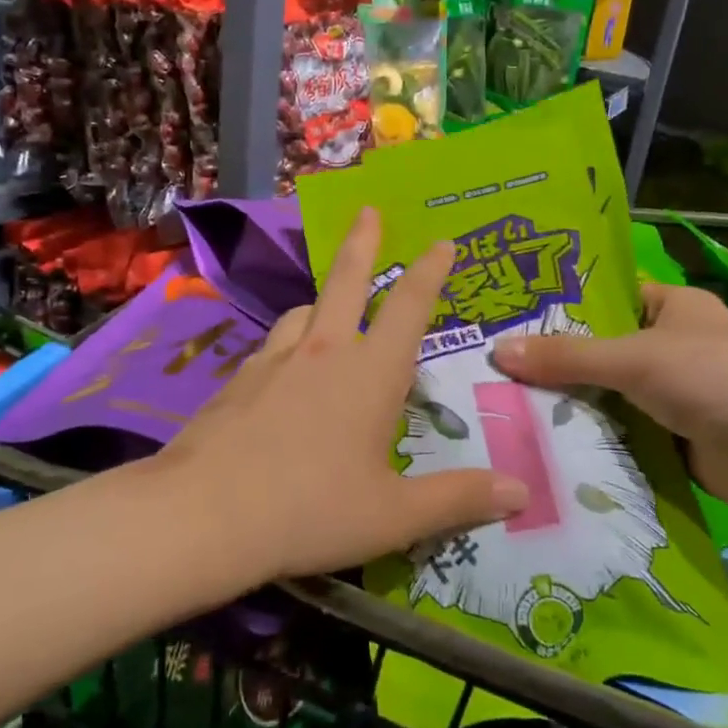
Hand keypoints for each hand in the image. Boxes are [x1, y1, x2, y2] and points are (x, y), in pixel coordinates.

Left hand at [157, 208, 527, 581]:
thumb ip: (459, 499)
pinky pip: (272, 348)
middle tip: (367, 211)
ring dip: (322, 301)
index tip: (442, 242)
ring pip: (304, 313)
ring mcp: (274, 361)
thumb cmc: (311, 511)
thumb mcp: (395, 515)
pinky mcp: (237, 381)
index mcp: (370, 373)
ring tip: (328, 308)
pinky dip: (288, 345)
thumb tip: (522, 492)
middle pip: (346, 281)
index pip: (409, 306)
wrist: (204, 515)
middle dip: (362, 243)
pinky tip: (282, 372)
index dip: (431, 271)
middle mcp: (323, 352)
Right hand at [491, 282, 727, 513]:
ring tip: (505, 409)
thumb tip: (497, 350)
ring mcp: (674, 397)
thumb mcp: (633, 357)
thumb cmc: (712, 377)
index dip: (564, 308)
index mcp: (673, 307)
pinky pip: (622, 435)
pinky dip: (594, 441)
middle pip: (603, 352)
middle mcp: (674, 347)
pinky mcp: (673, 440)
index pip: (609, 299)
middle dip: (557, 365)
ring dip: (572, 407)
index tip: (511, 321)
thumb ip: (567, 356)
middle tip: (495, 371)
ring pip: (610, 396)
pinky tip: (545, 447)